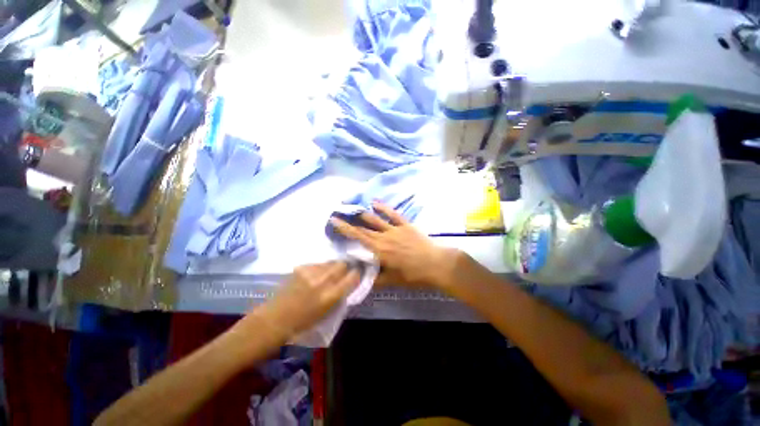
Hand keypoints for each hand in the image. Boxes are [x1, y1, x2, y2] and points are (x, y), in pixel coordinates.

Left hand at [258, 262, 359, 336]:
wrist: (275, 319)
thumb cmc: (303, 322)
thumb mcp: (328, 312)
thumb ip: (340, 295)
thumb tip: (348, 282)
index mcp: (331, 295)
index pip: (352, 276)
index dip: (356, 274)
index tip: (355, 275)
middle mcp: (323, 281)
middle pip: (342, 264)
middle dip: (344, 268)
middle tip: (340, 274)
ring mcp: (311, 272)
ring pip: (329, 262)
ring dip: (331, 268)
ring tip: (324, 276)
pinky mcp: (301, 268)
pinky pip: (317, 264)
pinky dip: (318, 269)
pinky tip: (312, 277)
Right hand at [330, 201, 461, 288]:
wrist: (436, 264)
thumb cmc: (414, 275)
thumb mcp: (393, 281)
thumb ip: (376, 280)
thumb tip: (362, 279)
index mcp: (380, 250)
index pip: (358, 237)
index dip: (345, 229)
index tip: (334, 220)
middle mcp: (384, 237)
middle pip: (364, 227)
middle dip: (350, 221)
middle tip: (339, 214)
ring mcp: (395, 229)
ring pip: (376, 219)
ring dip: (364, 214)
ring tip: (353, 209)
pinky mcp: (406, 225)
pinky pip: (392, 214)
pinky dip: (383, 207)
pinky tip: (375, 202)